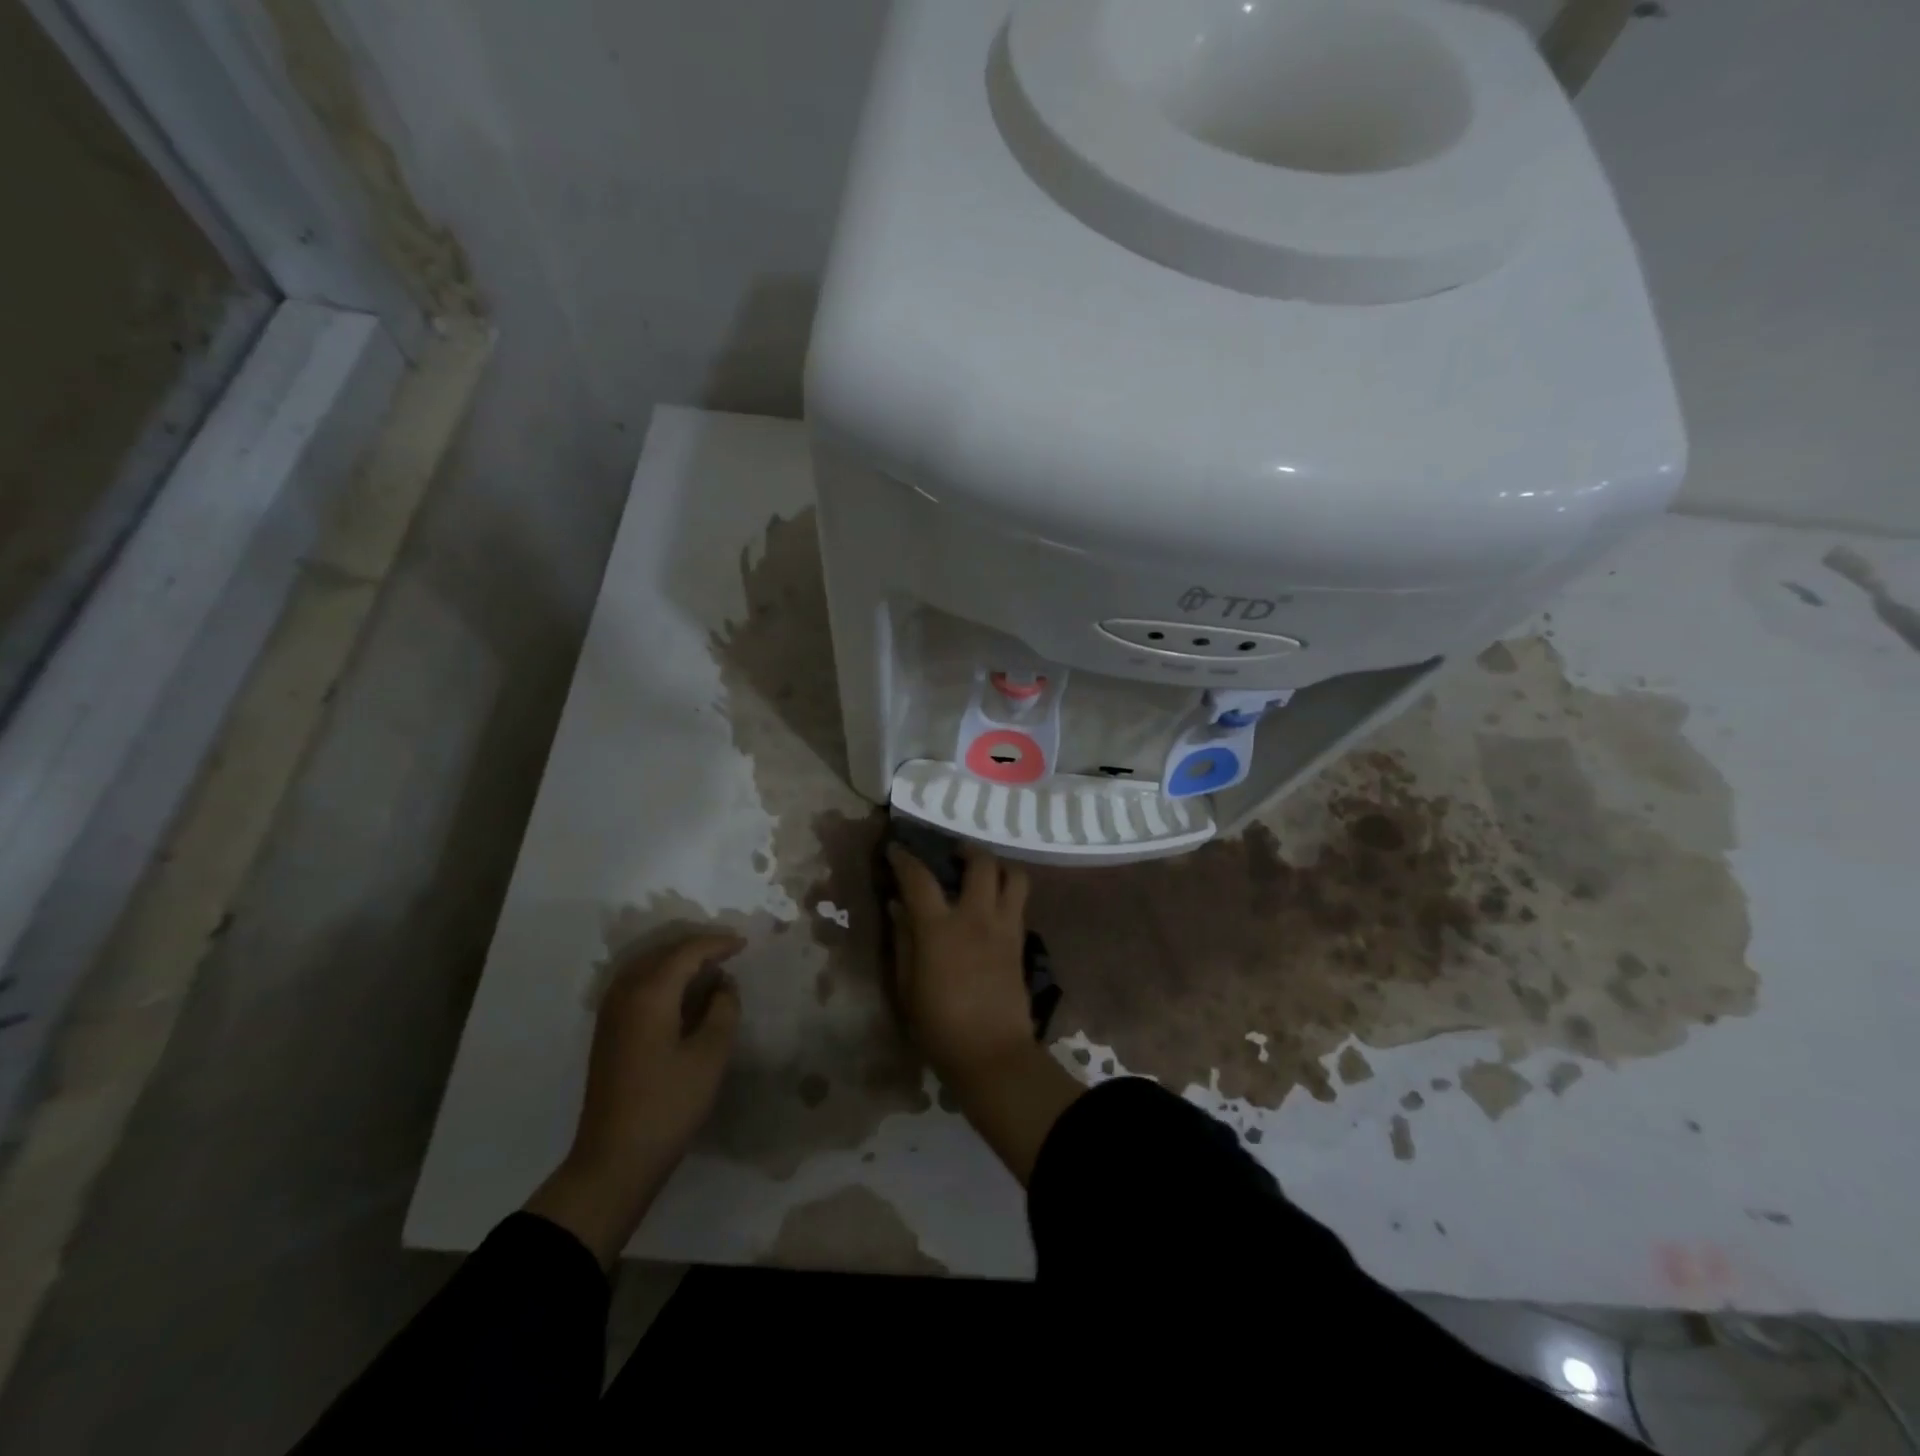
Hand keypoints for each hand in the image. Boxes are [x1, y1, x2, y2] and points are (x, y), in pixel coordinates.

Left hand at [525, 931, 742, 1266]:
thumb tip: (723, 985)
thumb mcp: (711, 1055)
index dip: (718, 943)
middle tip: (730, 952)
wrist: (614, 1159)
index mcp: (650, 993)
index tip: (745, 944)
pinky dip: (662, 977)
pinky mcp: (608, 1030)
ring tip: (710, 968)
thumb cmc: (668, 1104)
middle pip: (664, 952)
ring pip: (647, 966)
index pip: (687, 951)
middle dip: (697, 947)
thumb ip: (724, 1009)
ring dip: (678, 961)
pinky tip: (682, 993)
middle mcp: (625, 993)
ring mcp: (611, 1012)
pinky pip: (637, 984)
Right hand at [886, 842, 1081, 1184]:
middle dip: (966, 850)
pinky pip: (1019, 902)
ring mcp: (1004, 928)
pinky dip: (1006, 892)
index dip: (905, 859)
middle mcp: (976, 918)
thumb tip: (898, 907)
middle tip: (952, 855)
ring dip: (997, 866)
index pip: (919, 879)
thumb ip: (903, 941)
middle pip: (980, 863)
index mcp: (939, 929)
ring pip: (1014, 876)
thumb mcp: (906, 988)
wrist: (992, 1055)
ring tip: (981, 874)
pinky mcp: (1021, 942)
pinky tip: (992, 906)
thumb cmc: (939, 1027)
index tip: (896, 850)